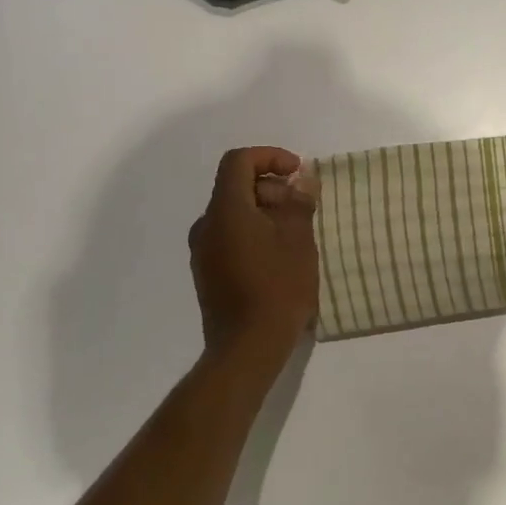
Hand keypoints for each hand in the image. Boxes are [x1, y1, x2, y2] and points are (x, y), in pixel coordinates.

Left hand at [189, 147, 318, 359]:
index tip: (297, 173)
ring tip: (296, 234)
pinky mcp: (207, 273)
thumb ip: (298, 204)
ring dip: (264, 212)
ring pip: (233, 214)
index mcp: (226, 210)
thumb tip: (302, 181)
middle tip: (303, 208)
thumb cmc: (278, 289)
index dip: (269, 157)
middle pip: (235, 187)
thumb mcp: (299, 242)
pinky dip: (253, 233)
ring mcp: (203, 251)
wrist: (247, 348)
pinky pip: (229, 237)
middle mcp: (206, 225)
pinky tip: (278, 257)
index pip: (238, 162)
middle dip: (271, 188)